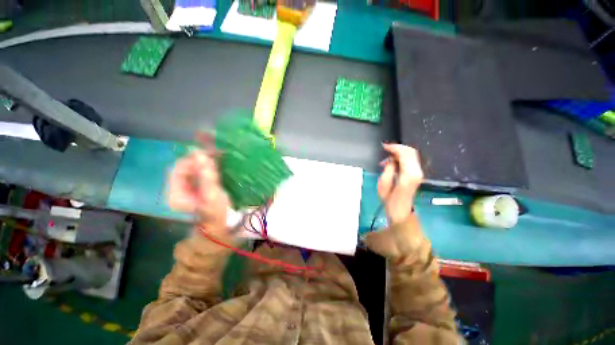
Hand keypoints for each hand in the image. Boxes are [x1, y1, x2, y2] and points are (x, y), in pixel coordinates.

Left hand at [168, 150, 229, 232]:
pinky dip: (205, 166)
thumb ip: (206, 175)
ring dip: (203, 162)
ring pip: (191, 169)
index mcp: (176, 194)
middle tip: (214, 152)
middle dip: (198, 159)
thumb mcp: (212, 194)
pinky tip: (215, 163)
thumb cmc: (217, 211)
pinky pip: (197, 173)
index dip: (191, 159)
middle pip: (184, 168)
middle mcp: (177, 190)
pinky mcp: (195, 188)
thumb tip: (201, 154)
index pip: (178, 169)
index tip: (207, 152)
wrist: (221, 224)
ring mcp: (186, 189)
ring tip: (216, 155)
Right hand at [362, 144, 423, 258]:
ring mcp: (419, 173)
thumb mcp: (383, 185)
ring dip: (400, 153)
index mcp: (408, 174)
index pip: (405, 154)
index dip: (394, 148)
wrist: (402, 213)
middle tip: (385, 149)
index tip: (384, 147)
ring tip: (387, 159)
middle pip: (411, 152)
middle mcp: (417, 172)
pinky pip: (411, 160)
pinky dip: (403, 158)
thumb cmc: (390, 201)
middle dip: (398, 148)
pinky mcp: (417, 175)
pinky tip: (393, 162)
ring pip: (412, 155)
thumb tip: (391, 160)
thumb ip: (388, 169)